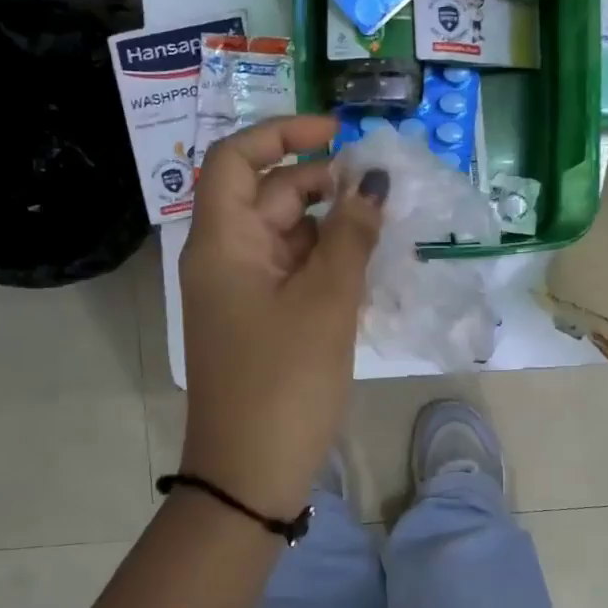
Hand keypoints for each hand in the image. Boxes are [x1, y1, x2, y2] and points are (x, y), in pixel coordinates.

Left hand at [177, 115, 386, 520]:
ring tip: (385, 232)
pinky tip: (368, 272)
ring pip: (288, 238)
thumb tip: (371, 181)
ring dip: (332, 228)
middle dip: (323, 185)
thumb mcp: (326, 301)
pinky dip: (327, 265)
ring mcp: (242, 293)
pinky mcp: (260, 322)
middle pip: (270, 197)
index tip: (336, 134)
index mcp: (222, 241)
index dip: (282, 133)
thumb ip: (351, 234)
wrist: (250, 474)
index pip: (236, 158)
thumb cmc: (284, 381)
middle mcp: (225, 258)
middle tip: (381, 192)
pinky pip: (293, 274)